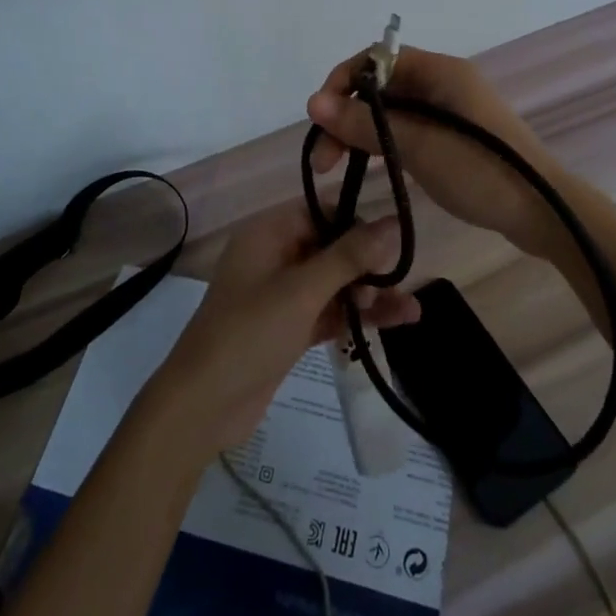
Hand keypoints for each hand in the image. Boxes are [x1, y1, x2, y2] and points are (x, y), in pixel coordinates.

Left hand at [142, 206, 420, 458]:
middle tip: (403, 277)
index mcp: (268, 233)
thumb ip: (349, 257)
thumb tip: (392, 221)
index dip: (358, 219)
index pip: (320, 210)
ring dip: (370, 293)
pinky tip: (396, 321)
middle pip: (331, 247)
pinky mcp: (290, 327)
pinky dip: (357, 315)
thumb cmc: (249, 333)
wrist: (203, 406)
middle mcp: (275, 256)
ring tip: (411, 307)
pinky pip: (330, 311)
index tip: (398, 232)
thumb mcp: (302, 291)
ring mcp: (282, 294)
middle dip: (369, 262)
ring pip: (335, 282)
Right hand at [307, 46, 567, 258]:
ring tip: (335, 168)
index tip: (320, 118)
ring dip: (360, 132)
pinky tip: (368, 166)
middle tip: (323, 158)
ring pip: (390, 111)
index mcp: (439, 71)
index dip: (342, 82)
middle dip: (346, 115)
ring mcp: (449, 110)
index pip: (376, 59)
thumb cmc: (481, 171)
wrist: (544, 213)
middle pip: (380, 86)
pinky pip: (406, 129)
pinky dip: (383, 143)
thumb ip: (365, 124)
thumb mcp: (417, 146)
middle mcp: (442, 82)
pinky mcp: (452, 137)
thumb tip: (312, 103)